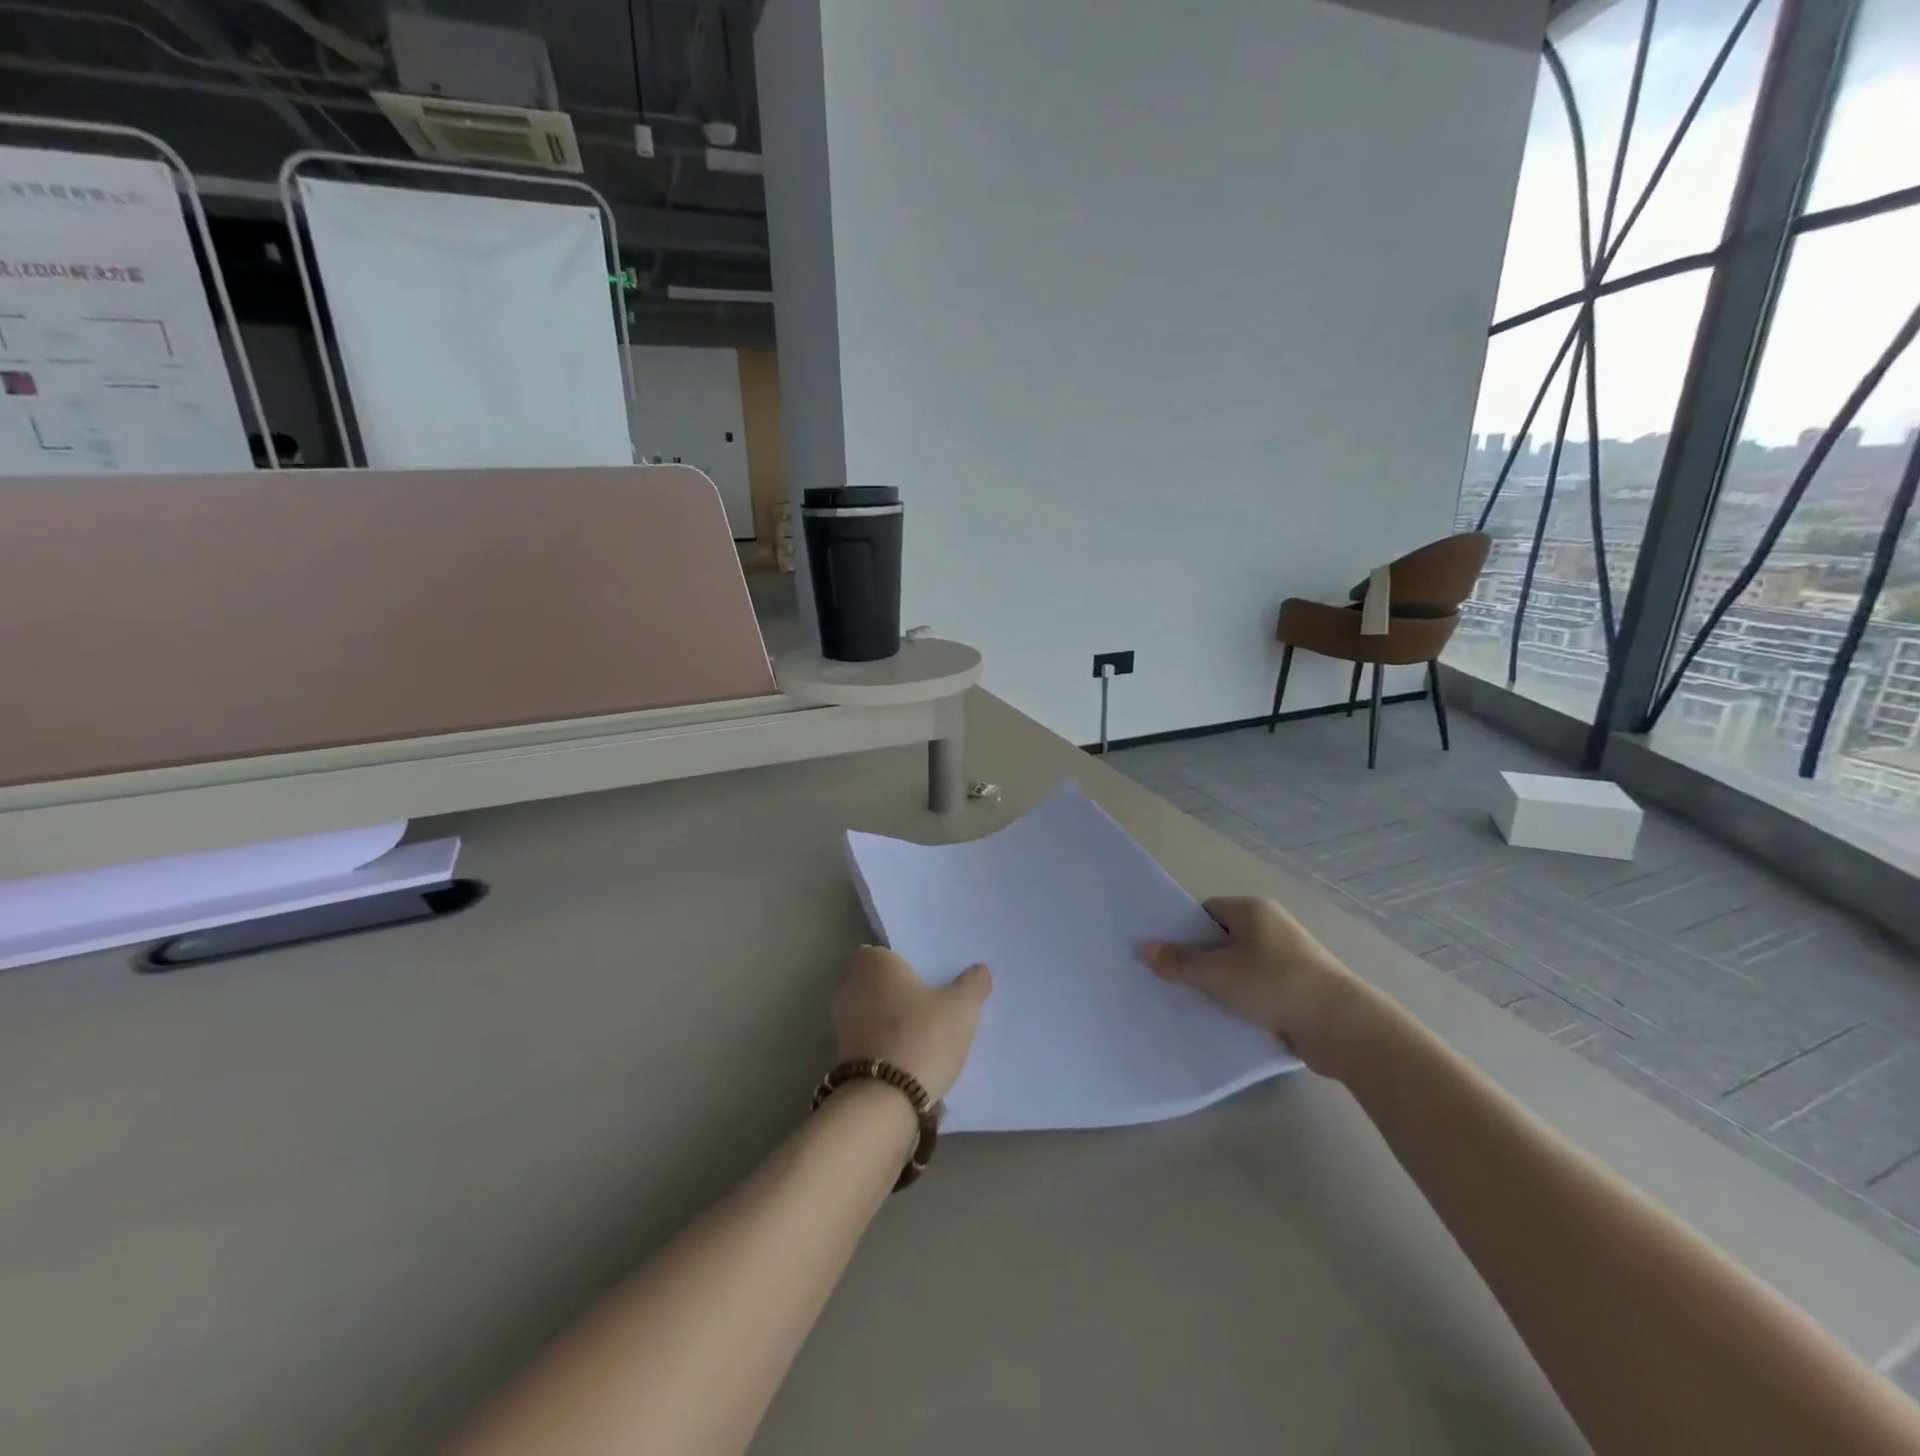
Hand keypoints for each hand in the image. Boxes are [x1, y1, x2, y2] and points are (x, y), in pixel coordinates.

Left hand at [832, 946, 991, 1101]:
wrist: (884, 1101)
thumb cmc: (922, 1037)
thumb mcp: (961, 1008)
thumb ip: (972, 984)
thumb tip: (980, 969)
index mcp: (875, 964)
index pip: (884, 951)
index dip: (903, 962)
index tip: (926, 976)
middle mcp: (851, 986)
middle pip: (876, 981)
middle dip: (897, 991)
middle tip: (930, 1003)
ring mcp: (842, 1023)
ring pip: (871, 1011)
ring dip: (889, 1020)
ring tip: (923, 1034)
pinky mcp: (841, 1055)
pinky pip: (868, 1039)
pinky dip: (883, 1044)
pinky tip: (908, 1058)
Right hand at [1144, 896, 1378, 1077]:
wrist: (1342, 1027)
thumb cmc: (1273, 984)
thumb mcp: (1217, 973)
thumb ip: (1179, 962)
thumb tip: (1145, 950)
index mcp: (1252, 910)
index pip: (1206, 912)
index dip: (1184, 932)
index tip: (1166, 956)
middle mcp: (1272, 927)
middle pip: (1222, 939)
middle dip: (1201, 961)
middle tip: (1173, 982)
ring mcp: (1289, 958)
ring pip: (1241, 966)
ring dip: (1223, 984)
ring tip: (1197, 1003)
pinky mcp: (1300, 987)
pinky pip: (1260, 988)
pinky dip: (1245, 1000)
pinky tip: (1229, 1018)